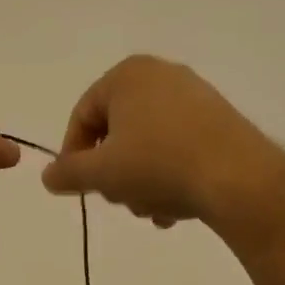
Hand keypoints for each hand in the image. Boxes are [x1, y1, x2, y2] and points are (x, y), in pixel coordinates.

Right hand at [40, 55, 284, 228]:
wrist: (236, 176)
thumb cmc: (158, 165)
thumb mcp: (101, 174)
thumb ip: (69, 174)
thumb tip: (48, 176)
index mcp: (127, 76)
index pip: (82, 116)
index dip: (73, 156)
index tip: (79, 188)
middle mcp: (160, 75)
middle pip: (116, 133)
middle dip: (114, 174)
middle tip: (120, 200)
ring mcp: (193, 97)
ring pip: (147, 147)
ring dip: (141, 184)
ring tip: (151, 209)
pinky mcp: (218, 121)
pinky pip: (177, 150)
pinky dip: (168, 178)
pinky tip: (174, 208)